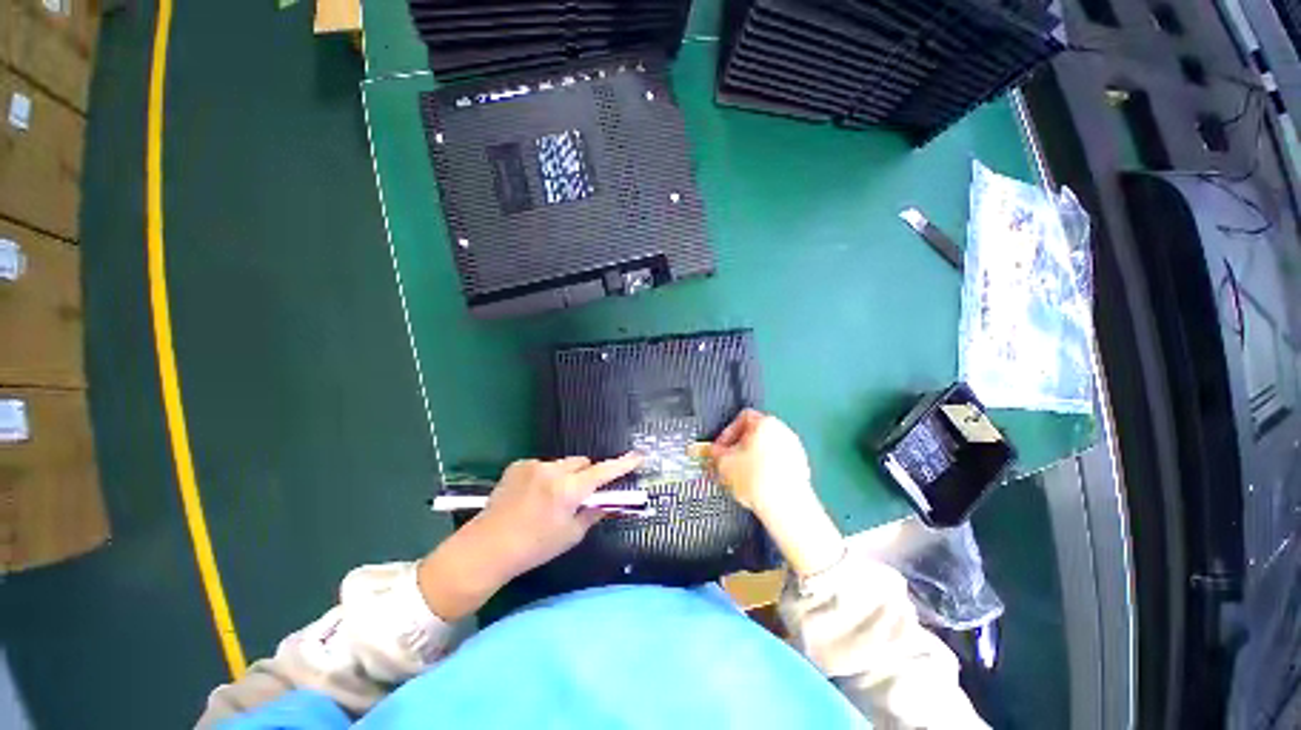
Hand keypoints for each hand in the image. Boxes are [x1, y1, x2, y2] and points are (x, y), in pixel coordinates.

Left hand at [417, 453, 641, 620]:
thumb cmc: (534, 547)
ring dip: (564, 476)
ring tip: (550, 499)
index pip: (604, 472)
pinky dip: (545, 476)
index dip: (623, 464)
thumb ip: (592, 514)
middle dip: (586, 474)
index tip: (638, 455)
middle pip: (582, 463)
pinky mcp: (518, 465)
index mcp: (569, 490)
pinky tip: (532, 496)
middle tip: (579, 495)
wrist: (487, 547)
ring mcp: (534, 465)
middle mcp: (553, 471)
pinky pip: (543, 465)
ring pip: (562, 464)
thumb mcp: (570, 536)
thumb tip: (607, 502)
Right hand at [704, 409, 812, 516]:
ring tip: (741, 478)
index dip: (727, 433)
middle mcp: (783, 431)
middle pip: (755, 434)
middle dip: (739, 448)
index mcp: (765, 422)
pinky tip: (757, 486)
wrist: (785, 507)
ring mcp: (794, 449)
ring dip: (752, 460)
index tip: (721, 448)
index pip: (741, 418)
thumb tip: (714, 453)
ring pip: (767, 449)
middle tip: (728, 462)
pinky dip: (766, 471)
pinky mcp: (801, 468)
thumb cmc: (758, 480)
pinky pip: (778, 463)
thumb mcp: (724, 463)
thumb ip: (716, 453)